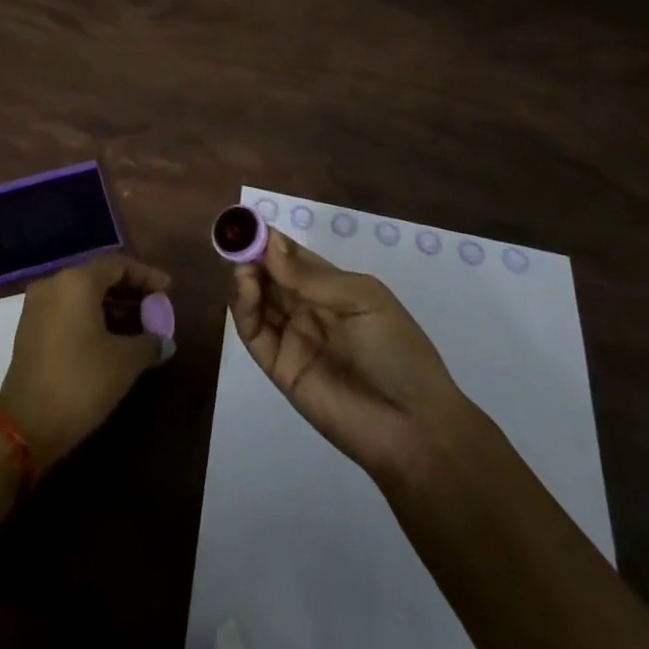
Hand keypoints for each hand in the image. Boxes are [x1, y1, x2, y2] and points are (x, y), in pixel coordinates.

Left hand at [0, 254, 169, 467]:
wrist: (26, 425)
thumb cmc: (81, 383)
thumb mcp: (124, 363)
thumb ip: (150, 343)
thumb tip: (164, 341)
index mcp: (76, 281)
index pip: (117, 265)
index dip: (146, 276)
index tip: (168, 290)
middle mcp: (53, 283)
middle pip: (98, 276)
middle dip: (130, 291)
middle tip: (155, 309)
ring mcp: (38, 306)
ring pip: (82, 294)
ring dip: (111, 306)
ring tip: (139, 326)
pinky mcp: (30, 328)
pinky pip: (68, 310)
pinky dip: (91, 316)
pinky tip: (111, 338)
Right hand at [232, 230, 474, 489]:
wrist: (413, 427)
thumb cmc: (397, 351)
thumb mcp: (363, 300)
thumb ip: (312, 277)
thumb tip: (270, 244)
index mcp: (332, 289)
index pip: (292, 257)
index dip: (270, 239)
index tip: (247, 221)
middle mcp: (307, 309)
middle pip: (269, 275)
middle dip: (252, 255)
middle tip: (236, 238)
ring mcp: (291, 337)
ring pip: (257, 300)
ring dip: (245, 276)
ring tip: (243, 263)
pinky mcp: (278, 366)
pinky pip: (254, 332)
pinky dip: (243, 307)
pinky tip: (245, 285)